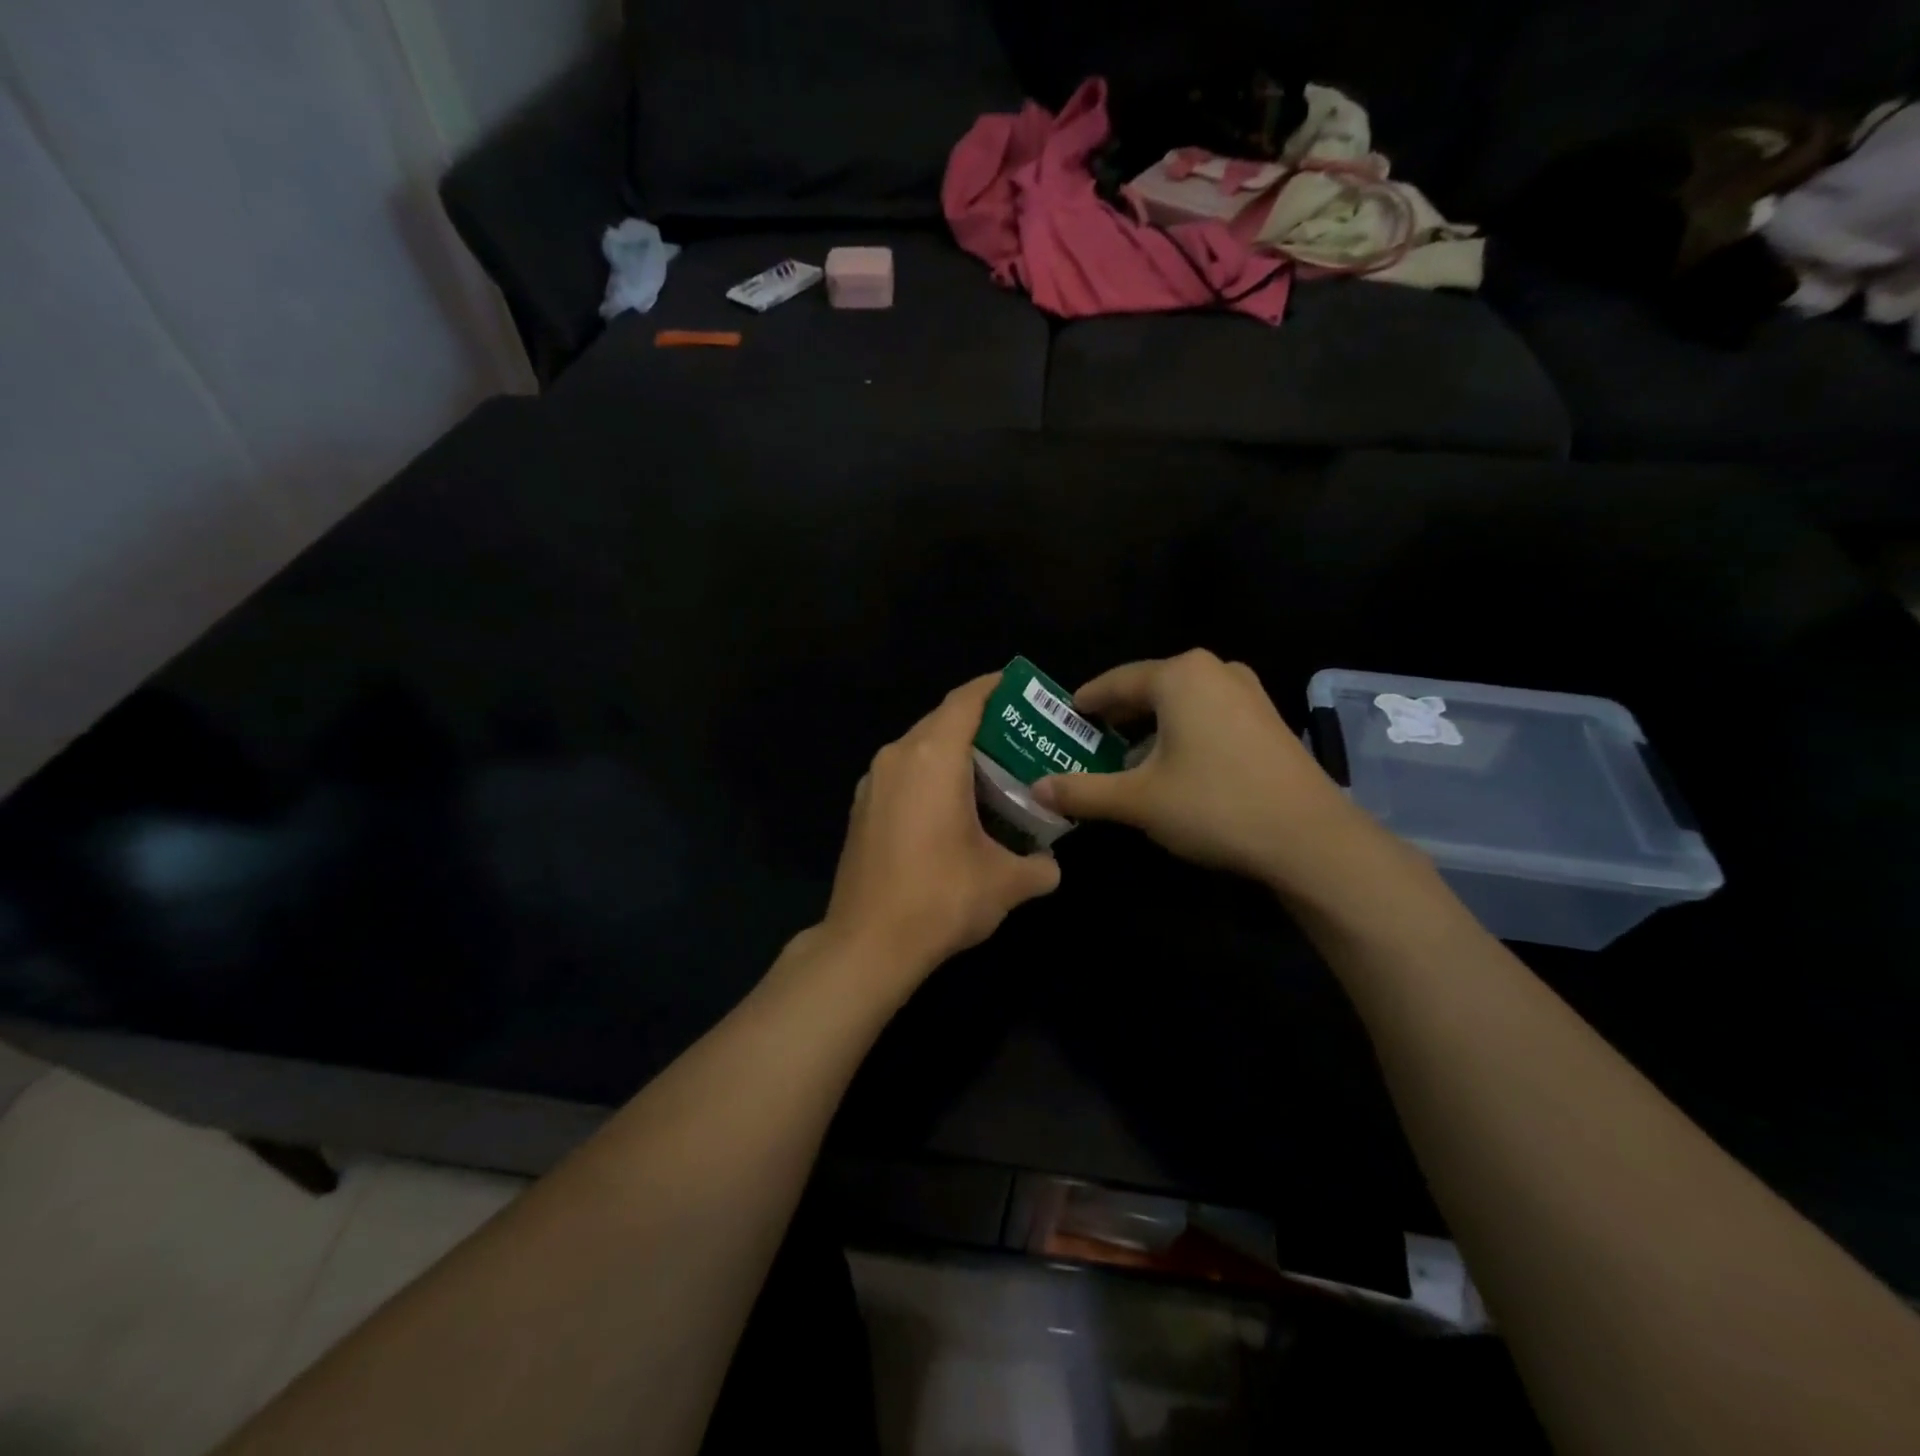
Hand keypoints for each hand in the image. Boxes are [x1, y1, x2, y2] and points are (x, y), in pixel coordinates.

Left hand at [818, 675, 1061, 988]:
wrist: (867, 944)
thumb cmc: (940, 898)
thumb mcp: (1006, 883)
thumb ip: (1040, 867)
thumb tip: (1051, 866)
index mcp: (932, 757)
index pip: (966, 701)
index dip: (995, 687)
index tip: (1022, 690)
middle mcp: (897, 757)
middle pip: (942, 721)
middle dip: (981, 724)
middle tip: (1020, 739)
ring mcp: (873, 783)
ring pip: (919, 749)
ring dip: (953, 753)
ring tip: (992, 773)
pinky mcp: (861, 809)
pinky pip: (903, 775)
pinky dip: (930, 777)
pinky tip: (954, 808)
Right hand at [1031, 649, 1366, 893]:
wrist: (1310, 839)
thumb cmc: (1214, 805)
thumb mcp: (1138, 800)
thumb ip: (1082, 790)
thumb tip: (1036, 788)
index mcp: (1179, 675)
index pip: (1114, 683)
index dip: (1084, 703)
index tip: (1061, 720)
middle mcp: (1214, 670)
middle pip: (1148, 689)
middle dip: (1115, 718)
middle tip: (1086, 743)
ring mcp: (1246, 692)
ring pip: (1179, 703)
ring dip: (1148, 727)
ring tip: (1124, 758)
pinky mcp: (1266, 718)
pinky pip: (1207, 714)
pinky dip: (1180, 732)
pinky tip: (1172, 765)